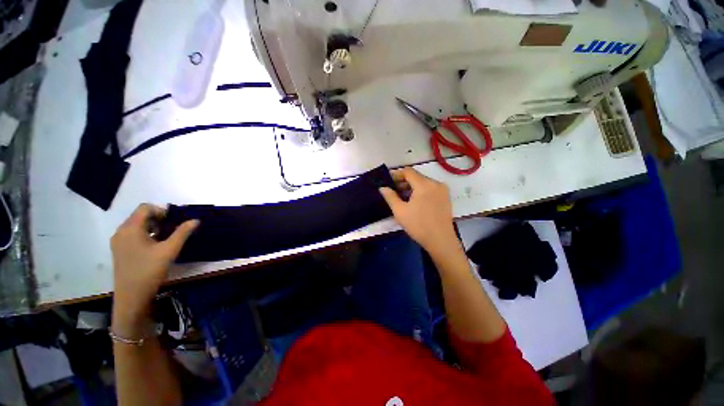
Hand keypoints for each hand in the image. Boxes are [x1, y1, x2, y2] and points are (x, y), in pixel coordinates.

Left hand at [110, 204, 198, 335]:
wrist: (131, 296)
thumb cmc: (149, 270)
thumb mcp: (169, 250)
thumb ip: (182, 233)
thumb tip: (195, 220)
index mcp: (131, 228)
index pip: (145, 208)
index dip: (161, 211)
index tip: (173, 222)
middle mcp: (121, 231)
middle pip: (140, 215)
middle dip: (158, 219)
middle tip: (172, 230)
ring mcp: (118, 241)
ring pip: (136, 225)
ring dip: (153, 227)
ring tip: (165, 238)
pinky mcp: (119, 250)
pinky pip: (132, 234)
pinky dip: (145, 234)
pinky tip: (155, 246)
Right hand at [379, 168, 456, 252]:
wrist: (441, 240)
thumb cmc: (418, 225)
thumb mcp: (400, 211)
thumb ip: (390, 196)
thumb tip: (382, 187)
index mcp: (424, 184)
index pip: (408, 171)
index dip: (396, 174)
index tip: (388, 182)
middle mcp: (435, 183)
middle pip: (416, 176)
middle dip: (403, 182)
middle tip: (392, 191)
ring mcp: (442, 190)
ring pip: (423, 183)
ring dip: (411, 187)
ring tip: (401, 197)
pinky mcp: (446, 197)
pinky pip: (430, 189)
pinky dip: (420, 191)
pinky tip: (414, 201)